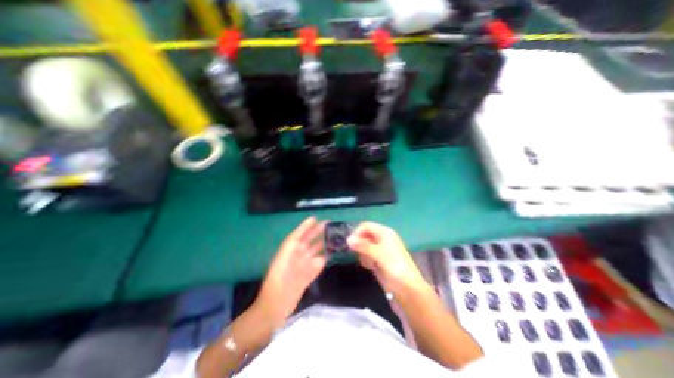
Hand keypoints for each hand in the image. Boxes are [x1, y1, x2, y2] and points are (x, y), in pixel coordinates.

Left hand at [254, 217, 324, 326]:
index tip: (314, 218)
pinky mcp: (308, 275)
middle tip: (329, 224)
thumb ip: (295, 250)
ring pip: (315, 251)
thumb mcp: (283, 264)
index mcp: (288, 251)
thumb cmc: (276, 285)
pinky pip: (318, 264)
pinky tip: (331, 254)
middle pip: (308, 241)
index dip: (305, 226)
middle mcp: (296, 256)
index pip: (298, 235)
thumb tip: (315, 253)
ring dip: (323, 244)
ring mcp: (303, 266)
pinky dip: (324, 258)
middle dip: (317, 232)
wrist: (273, 309)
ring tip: (334, 236)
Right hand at [348, 222, 425, 297]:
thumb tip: (348, 239)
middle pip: (365, 235)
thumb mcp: (378, 254)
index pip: (366, 226)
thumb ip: (363, 245)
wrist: (408, 288)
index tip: (350, 244)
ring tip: (367, 262)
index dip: (357, 233)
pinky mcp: (379, 260)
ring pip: (364, 246)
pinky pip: (367, 255)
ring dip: (362, 253)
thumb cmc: (395, 267)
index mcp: (385, 233)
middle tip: (359, 254)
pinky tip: (370, 267)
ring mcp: (380, 250)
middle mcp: (382, 239)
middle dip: (360, 244)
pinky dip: (366, 260)